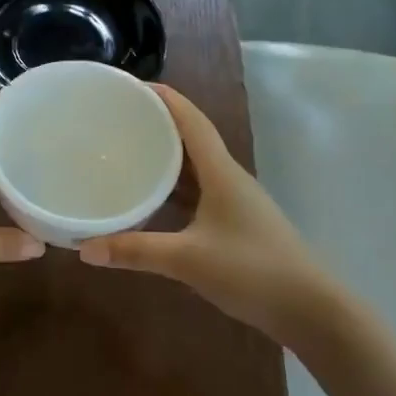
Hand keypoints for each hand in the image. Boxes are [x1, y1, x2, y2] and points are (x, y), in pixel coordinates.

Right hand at [78, 85, 361, 350]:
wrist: (310, 311)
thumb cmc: (253, 271)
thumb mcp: (188, 260)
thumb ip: (135, 251)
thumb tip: (84, 248)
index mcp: (221, 173)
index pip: (191, 120)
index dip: (164, 98)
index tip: (130, 84)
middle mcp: (228, 179)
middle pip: (190, 139)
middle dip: (156, 124)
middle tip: (116, 118)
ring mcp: (234, 202)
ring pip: (193, 168)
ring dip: (164, 157)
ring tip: (125, 152)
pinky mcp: (234, 224)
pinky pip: (196, 193)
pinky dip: (172, 190)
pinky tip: (149, 200)